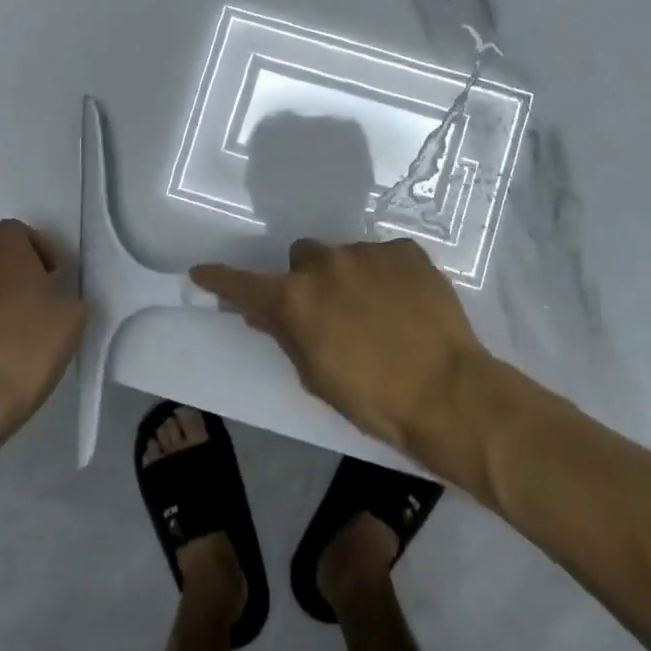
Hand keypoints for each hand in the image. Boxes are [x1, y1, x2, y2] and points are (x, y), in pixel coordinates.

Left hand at [0, 220, 88, 443]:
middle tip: (52, 305)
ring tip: (36, 338)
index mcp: (6, 262)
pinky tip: (16, 362)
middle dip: (28, 279)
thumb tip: (62, 302)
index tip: (55, 270)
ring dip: (13, 308)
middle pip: (2, 263)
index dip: (36, 242)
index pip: (12, 229)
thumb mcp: (73, 319)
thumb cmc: (27, 349)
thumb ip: (72, 300)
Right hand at [191, 237, 491, 454]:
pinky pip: (383, 256)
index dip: (221, 280)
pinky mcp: (406, 250)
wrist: (448, 391)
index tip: (202, 272)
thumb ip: (286, 337)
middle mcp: (326, 264)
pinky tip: (404, 303)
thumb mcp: (318, 377)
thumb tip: (261, 315)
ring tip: (377, 311)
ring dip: (349, 277)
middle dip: (308, 279)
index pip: (246, 284)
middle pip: (303, 258)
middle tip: (328, 310)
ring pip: (345, 256)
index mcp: (297, 299)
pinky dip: (386, 275)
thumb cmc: (374, 399)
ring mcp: (369, 252)